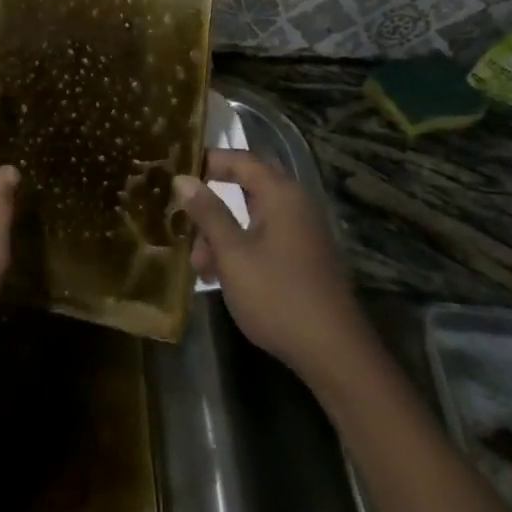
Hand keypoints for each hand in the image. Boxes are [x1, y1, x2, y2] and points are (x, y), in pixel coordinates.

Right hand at [176, 150, 367, 379]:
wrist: (334, 352)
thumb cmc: (277, 295)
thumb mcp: (233, 254)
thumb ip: (208, 213)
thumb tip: (183, 179)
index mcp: (281, 194)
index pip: (240, 159)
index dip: (208, 161)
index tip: (177, 172)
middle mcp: (295, 204)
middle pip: (246, 187)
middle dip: (212, 204)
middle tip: (183, 221)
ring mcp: (303, 231)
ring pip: (253, 217)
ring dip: (223, 233)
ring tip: (199, 264)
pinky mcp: (305, 256)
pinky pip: (266, 237)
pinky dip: (241, 247)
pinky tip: (221, 275)